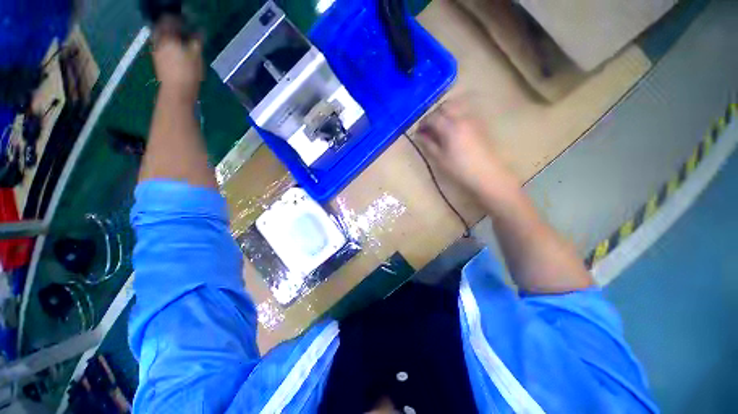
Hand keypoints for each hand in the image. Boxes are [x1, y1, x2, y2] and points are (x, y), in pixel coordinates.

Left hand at [152, 16, 202, 99]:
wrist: (177, 92)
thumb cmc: (188, 73)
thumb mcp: (196, 57)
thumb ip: (196, 42)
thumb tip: (199, 32)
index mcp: (167, 38)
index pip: (168, 20)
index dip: (177, 19)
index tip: (186, 21)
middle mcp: (159, 42)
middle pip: (162, 28)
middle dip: (171, 27)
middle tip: (182, 30)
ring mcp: (157, 52)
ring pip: (161, 38)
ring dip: (170, 37)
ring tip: (180, 41)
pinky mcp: (158, 61)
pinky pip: (162, 47)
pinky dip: (168, 45)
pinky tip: (176, 51)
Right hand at [417, 99, 505, 192]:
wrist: (486, 173)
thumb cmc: (459, 168)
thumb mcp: (439, 158)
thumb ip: (428, 144)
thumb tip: (419, 135)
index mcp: (450, 127)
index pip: (432, 117)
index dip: (423, 123)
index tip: (419, 132)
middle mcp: (462, 118)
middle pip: (445, 106)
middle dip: (434, 114)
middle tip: (429, 128)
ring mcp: (472, 119)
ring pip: (456, 106)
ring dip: (445, 112)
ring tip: (440, 127)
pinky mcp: (479, 124)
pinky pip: (465, 112)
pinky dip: (455, 115)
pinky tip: (453, 128)